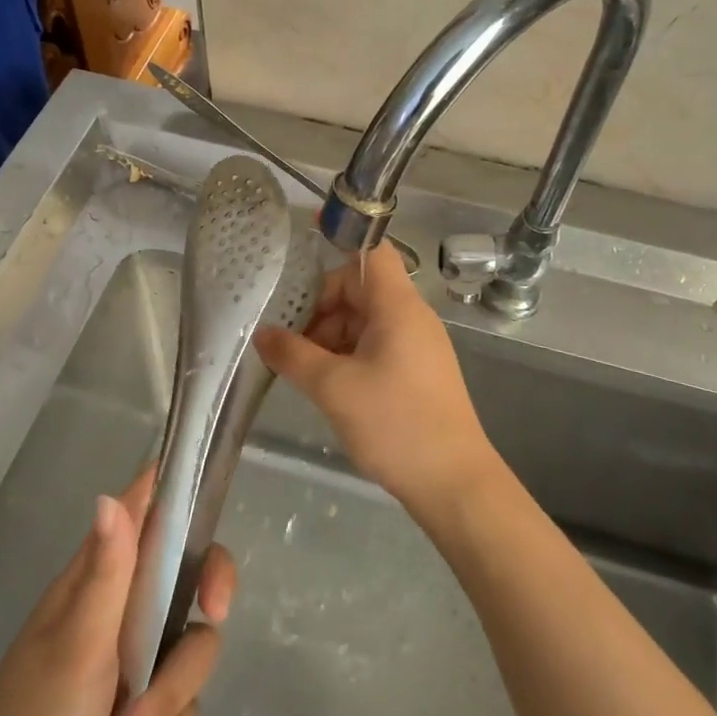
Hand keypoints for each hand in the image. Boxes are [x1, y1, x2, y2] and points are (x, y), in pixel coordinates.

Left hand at [0, 468, 234, 715]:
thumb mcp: (74, 643)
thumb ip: (106, 572)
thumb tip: (110, 494)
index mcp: (102, 576)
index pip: (149, 512)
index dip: (181, 496)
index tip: (207, 511)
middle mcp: (129, 607)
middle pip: (197, 572)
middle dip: (210, 595)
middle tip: (213, 613)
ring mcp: (145, 658)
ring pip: (197, 650)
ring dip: (165, 703)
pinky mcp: (156, 709)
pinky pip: (188, 711)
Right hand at [254, 243, 495, 518]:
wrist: (454, 484)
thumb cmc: (396, 424)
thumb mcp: (334, 388)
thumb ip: (293, 355)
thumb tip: (262, 334)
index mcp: (397, 306)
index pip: (370, 250)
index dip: (340, 233)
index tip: (305, 231)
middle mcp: (409, 316)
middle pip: (357, 288)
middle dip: (319, 308)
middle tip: (287, 339)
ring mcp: (414, 345)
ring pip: (362, 320)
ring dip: (328, 336)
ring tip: (301, 369)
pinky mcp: (414, 371)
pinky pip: (373, 345)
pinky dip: (345, 355)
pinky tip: (325, 384)